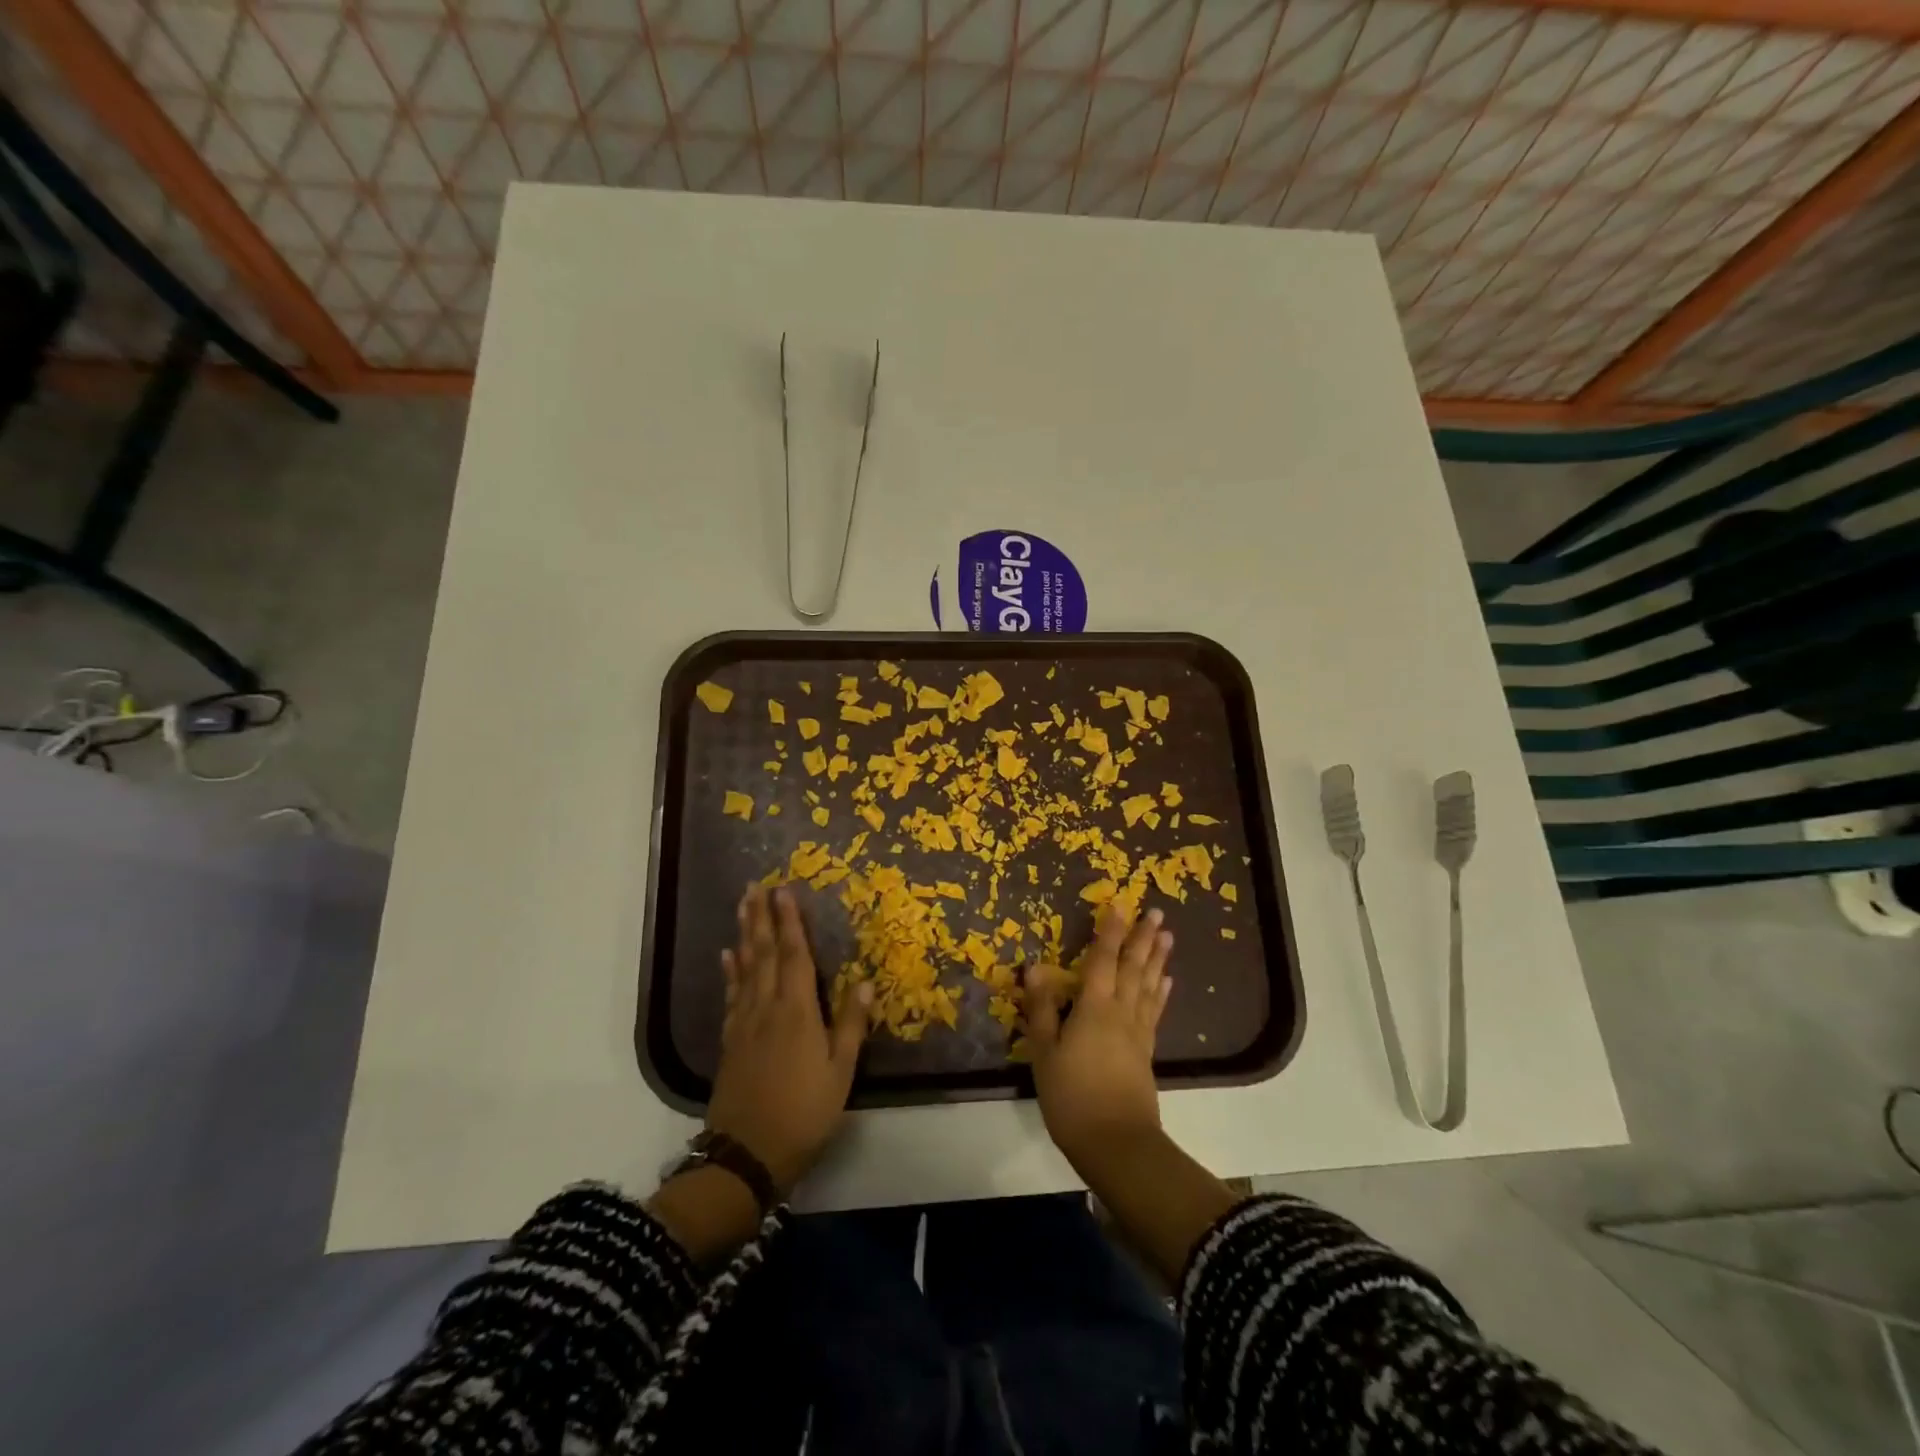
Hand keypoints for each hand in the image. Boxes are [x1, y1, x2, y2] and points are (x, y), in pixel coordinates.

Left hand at [707, 885, 871, 1192]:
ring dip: (744, 935)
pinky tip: (728, 957)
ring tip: (742, 908)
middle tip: (755, 886)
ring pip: (745, 968)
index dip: (790, 922)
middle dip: (760, 917)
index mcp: (797, 1011)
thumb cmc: (804, 1112)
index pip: (794, 956)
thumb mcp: (840, 1072)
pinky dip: (730, 972)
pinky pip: (731, 995)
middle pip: (763, 953)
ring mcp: (745, 1023)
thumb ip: (851, 1025)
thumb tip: (862, 981)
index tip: (784, 891)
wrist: (747, 1154)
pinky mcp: (731, 1041)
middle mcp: (768, 1007)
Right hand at [1025, 906, 1173, 1172]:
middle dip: (1143, 938)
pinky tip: (1166, 982)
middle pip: (1133, 967)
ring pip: (1149, 985)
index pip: (1102, 960)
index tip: (1120, 904)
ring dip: (1157, 959)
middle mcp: (1121, 1011)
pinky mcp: (1146, 1052)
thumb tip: (1035, 966)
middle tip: (1156, 912)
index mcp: (1094, 1007)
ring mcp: (1137, 1032)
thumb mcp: (1045, 1053)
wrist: (1116, 1144)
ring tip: (1167, 936)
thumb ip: (1041, 1008)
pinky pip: (1154, 1011)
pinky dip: (1161, 993)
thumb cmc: (1072, 1096)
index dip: (1110, 931)